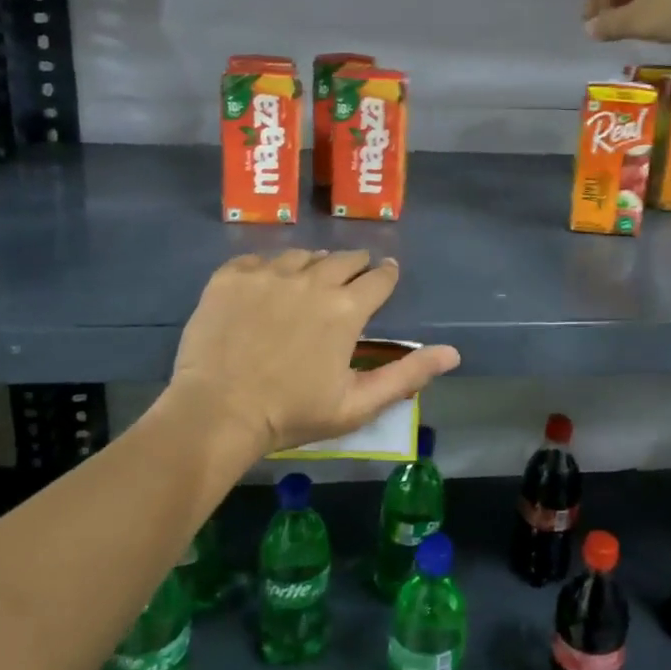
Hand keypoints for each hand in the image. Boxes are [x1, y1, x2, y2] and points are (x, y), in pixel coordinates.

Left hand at [169, 250, 459, 458]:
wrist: (216, 413)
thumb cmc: (292, 413)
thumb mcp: (357, 403)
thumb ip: (407, 374)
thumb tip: (453, 353)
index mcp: (346, 309)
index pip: (379, 278)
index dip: (386, 275)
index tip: (386, 275)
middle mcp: (312, 280)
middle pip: (344, 258)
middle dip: (355, 266)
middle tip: (351, 280)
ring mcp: (269, 273)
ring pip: (303, 255)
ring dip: (313, 266)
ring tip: (308, 283)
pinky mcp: (232, 275)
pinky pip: (260, 259)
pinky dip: (269, 269)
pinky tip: (266, 287)